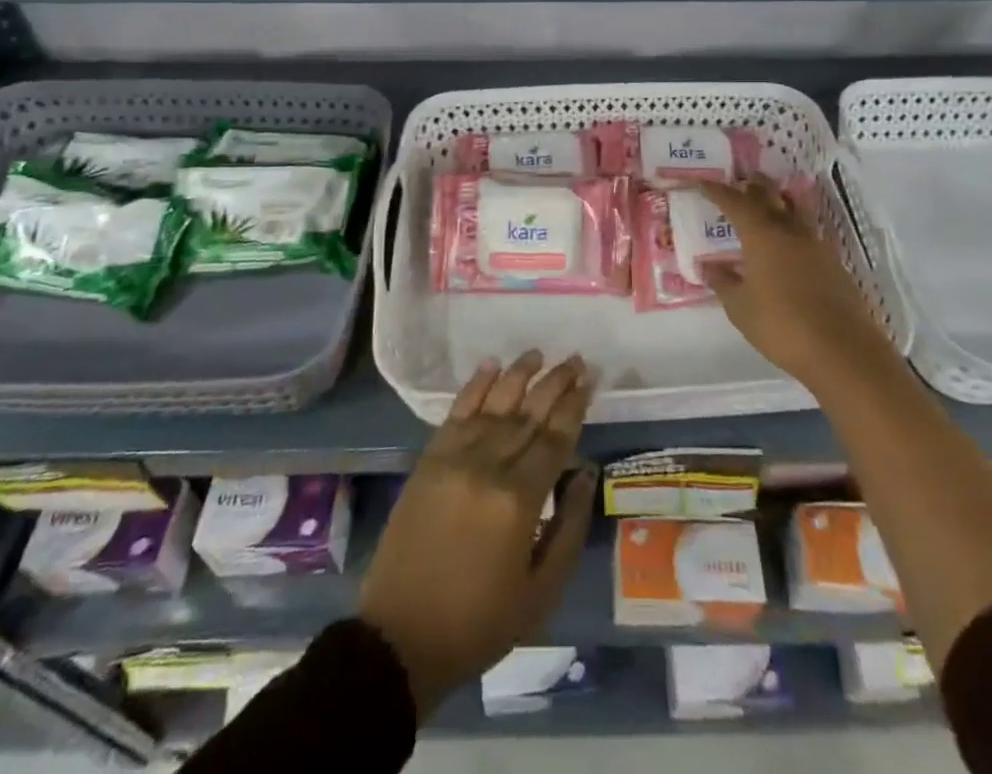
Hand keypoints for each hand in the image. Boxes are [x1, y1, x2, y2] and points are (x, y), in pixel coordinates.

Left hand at [358, 352, 596, 716]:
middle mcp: (488, 467)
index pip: (555, 439)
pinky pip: (456, 413)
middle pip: (528, 413)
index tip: (590, 379)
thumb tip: (585, 474)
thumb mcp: (541, 592)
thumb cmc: (479, 622)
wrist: (401, 637)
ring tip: (537, 354)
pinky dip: (475, 386)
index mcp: (519, 500)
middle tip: (575, 358)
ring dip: (518, 375)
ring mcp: (454, 459)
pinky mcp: (428, 460)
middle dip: (554, 383)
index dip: (575, 406)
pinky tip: (490, 366)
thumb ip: (569, 527)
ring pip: (494, 404)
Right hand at [699, 177, 892, 389]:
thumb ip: (723, 282)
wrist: (842, 350)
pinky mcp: (833, 262)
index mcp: (762, 235)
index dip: (717, 191)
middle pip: (770, 195)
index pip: (735, 202)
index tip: (702, 183)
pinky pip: (808, 232)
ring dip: (778, 200)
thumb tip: (708, 266)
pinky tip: (788, 242)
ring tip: (766, 202)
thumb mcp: (740, 308)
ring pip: (794, 209)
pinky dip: (793, 226)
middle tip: (739, 181)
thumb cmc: (781, 325)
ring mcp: (816, 245)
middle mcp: (790, 231)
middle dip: (753, 186)